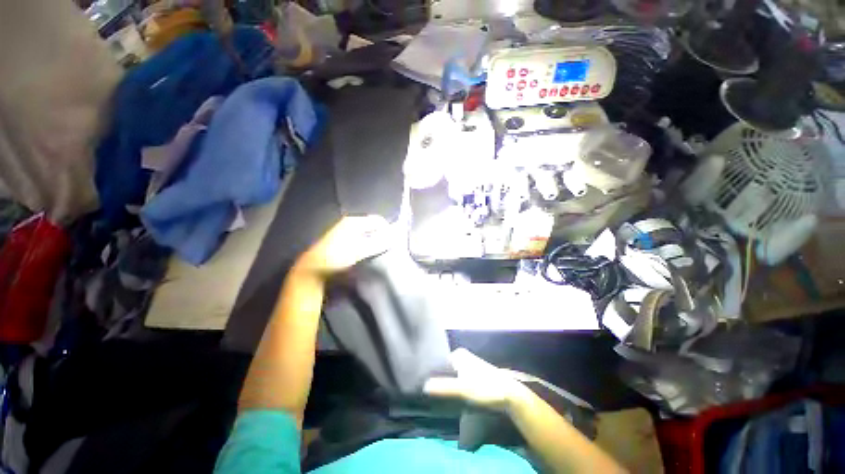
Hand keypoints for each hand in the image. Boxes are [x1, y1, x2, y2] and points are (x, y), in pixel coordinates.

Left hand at [295, 215, 391, 275]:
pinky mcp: (342, 238)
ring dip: (374, 239)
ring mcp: (345, 230)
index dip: (387, 229)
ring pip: (366, 231)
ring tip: (379, 250)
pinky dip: (367, 242)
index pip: (378, 220)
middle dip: (381, 234)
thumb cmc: (337, 256)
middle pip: (372, 225)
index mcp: (354, 222)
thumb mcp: (359, 250)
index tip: (393, 242)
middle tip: (387, 246)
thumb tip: (393, 237)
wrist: (313, 268)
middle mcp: (349, 222)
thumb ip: (377, 243)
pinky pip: (360, 236)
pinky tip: (367, 252)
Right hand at [423, 349, 528, 412]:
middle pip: (444, 369)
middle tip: (426, 393)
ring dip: (445, 385)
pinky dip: (453, 388)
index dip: (430, 374)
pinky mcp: (472, 376)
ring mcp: (467, 366)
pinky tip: (447, 398)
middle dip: (437, 380)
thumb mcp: (464, 389)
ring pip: (450, 376)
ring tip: (433, 396)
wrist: (510, 396)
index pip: (438, 362)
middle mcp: (462, 357)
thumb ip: (444, 387)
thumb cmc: (486, 388)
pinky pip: (457, 381)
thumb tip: (423, 385)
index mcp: (458, 354)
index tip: (421, 385)